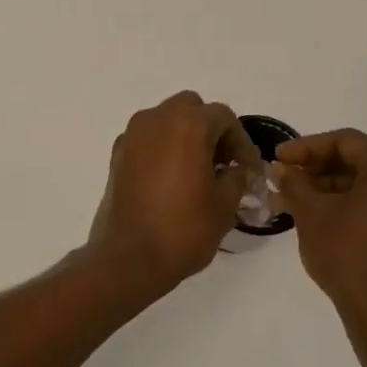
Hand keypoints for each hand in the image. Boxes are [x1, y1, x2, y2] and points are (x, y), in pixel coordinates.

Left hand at [88, 92, 257, 295]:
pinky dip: (164, 148)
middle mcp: (156, 120)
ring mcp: (132, 136)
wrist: (129, 258)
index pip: (223, 117)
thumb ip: (236, 177)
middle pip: (191, 109)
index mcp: (187, 125)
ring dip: (186, 136)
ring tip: (200, 170)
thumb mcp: (224, 205)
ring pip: (166, 120)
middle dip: (211, 130)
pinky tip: (174, 178)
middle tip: (224, 162)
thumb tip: (235, 170)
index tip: (249, 170)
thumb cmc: (183, 229)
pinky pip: (148, 138)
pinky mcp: (117, 155)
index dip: (241, 142)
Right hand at [274, 129, 366, 339]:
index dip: (306, 148)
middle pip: (360, 160)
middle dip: (317, 168)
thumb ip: (294, 182)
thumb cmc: (348, 255)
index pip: (345, 142)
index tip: (277, 159)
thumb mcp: (312, 214)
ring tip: (293, 199)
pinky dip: (351, 202)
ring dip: (331, 186)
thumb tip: (279, 169)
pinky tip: (320, 213)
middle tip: (285, 177)